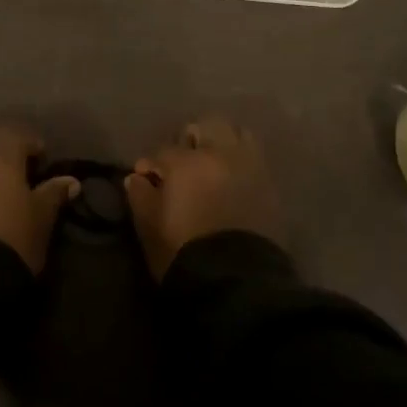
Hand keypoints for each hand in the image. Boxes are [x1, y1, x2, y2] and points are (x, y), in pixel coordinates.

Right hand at [123, 116, 283, 278]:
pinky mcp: (270, 186)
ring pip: (237, 134)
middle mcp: (220, 154)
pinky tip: (232, 180)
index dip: (152, 164)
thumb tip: (137, 178)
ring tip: (213, 165)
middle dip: (192, 138)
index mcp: (186, 162)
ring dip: (222, 143)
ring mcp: (249, 167)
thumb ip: (140, 196)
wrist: (236, 281)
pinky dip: (242, 161)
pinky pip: (255, 159)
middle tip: (183, 161)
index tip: (147, 178)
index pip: (163, 151)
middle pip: (206, 126)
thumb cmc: (183, 252)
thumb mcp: (149, 226)